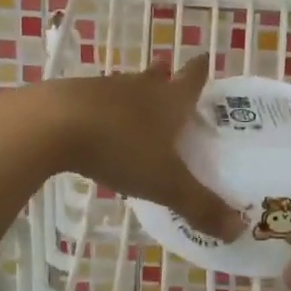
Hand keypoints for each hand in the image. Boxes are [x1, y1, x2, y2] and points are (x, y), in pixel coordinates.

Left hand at [38, 54, 237, 240]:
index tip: (205, 59)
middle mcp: (139, 88)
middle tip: (169, 74)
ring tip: (135, 105)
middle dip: (165, 77)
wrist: (51, 124)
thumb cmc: (120, 147)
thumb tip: (239, 231)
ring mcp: (102, 89)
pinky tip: (96, 125)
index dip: (200, 71)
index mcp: (168, 101)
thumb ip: (200, 206)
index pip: (191, 79)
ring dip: (132, 94)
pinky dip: (101, 110)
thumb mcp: (164, 184)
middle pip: (156, 78)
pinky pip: (94, 102)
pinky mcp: (71, 99)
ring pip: (124, 88)